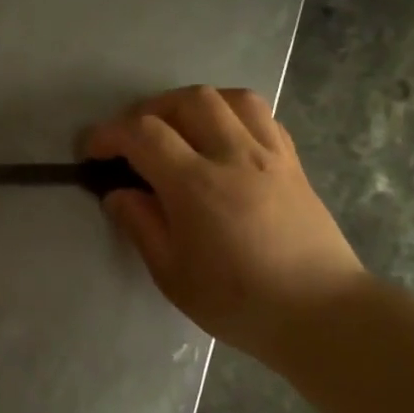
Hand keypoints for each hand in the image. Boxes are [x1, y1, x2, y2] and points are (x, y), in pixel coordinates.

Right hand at [84, 86, 365, 364]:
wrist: (322, 314)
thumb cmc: (239, 302)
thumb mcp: (172, 274)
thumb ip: (141, 225)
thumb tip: (118, 193)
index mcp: (196, 185)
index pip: (143, 134)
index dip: (108, 134)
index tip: (91, 151)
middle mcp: (234, 156)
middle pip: (187, 100)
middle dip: (149, 110)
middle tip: (133, 139)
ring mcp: (270, 155)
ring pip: (230, 98)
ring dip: (194, 103)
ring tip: (179, 128)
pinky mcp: (293, 163)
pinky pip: (262, 116)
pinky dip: (232, 114)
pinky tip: (222, 139)